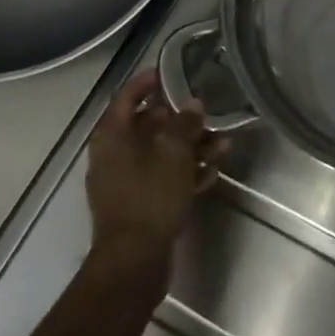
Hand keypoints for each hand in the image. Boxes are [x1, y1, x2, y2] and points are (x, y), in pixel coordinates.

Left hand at [85, 68, 224, 273]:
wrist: (134, 263)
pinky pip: (162, 179)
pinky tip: (211, 174)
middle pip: (147, 127)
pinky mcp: (138, 206)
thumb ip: (184, 125)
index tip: (168, 73)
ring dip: (189, 148)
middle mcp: (113, 155)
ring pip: (159, 155)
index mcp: (112, 136)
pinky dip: (184, 174)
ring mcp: (124, 183)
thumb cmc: (149, 198)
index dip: (146, 83)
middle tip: (206, 112)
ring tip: (222, 145)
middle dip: (180, 120)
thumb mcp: (173, 155)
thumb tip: (193, 104)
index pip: (126, 97)